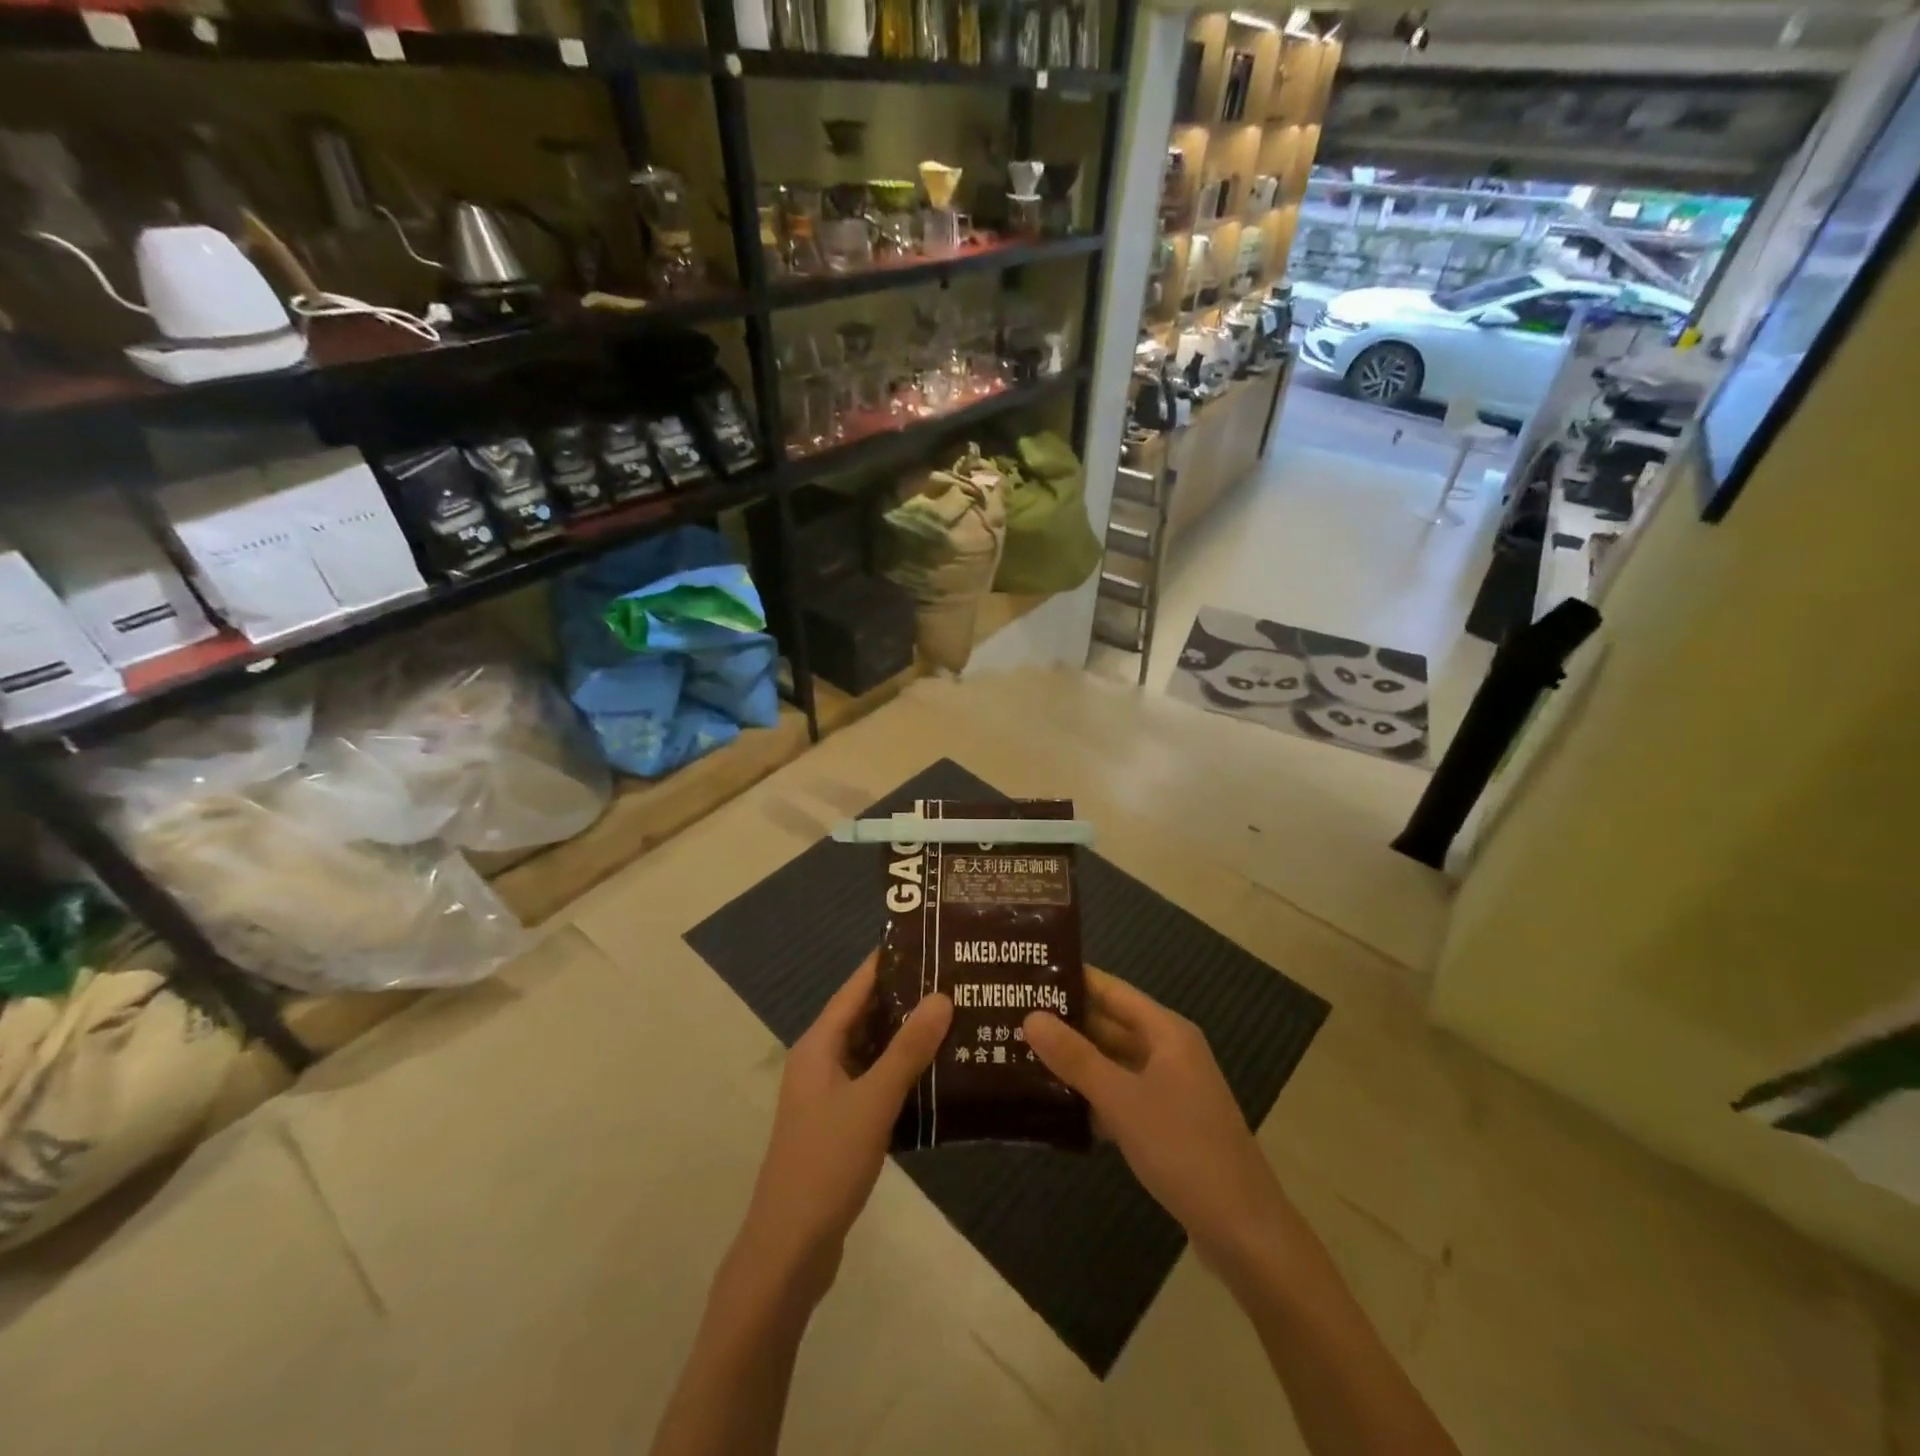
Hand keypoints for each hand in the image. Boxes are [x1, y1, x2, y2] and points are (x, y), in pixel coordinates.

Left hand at [735, 951, 951, 1302]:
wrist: (790, 1248)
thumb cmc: (827, 1162)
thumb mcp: (873, 1101)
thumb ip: (908, 1050)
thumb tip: (942, 996)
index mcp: (819, 1045)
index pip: (856, 987)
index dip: (888, 962)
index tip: (928, 940)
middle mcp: (820, 1061)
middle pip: (865, 1016)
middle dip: (906, 998)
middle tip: (955, 979)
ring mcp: (828, 1094)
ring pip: (872, 1051)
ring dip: (907, 1037)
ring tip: (955, 1018)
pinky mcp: (840, 1123)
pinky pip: (874, 1081)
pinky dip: (902, 1072)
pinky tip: (938, 1074)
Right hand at [1024, 969, 1289, 1276]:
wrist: (1244, 1231)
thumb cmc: (1184, 1150)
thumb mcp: (1122, 1100)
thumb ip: (1075, 1058)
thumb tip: (1031, 1016)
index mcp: (1166, 1032)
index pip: (1111, 990)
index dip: (1072, 979)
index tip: (1027, 973)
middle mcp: (1168, 1051)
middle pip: (1109, 1025)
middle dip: (1065, 1022)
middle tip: (1010, 1015)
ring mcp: (1168, 1089)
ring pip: (1112, 1063)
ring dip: (1074, 1061)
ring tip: (1019, 1054)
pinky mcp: (1164, 1124)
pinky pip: (1119, 1095)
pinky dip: (1090, 1096)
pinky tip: (1052, 1105)